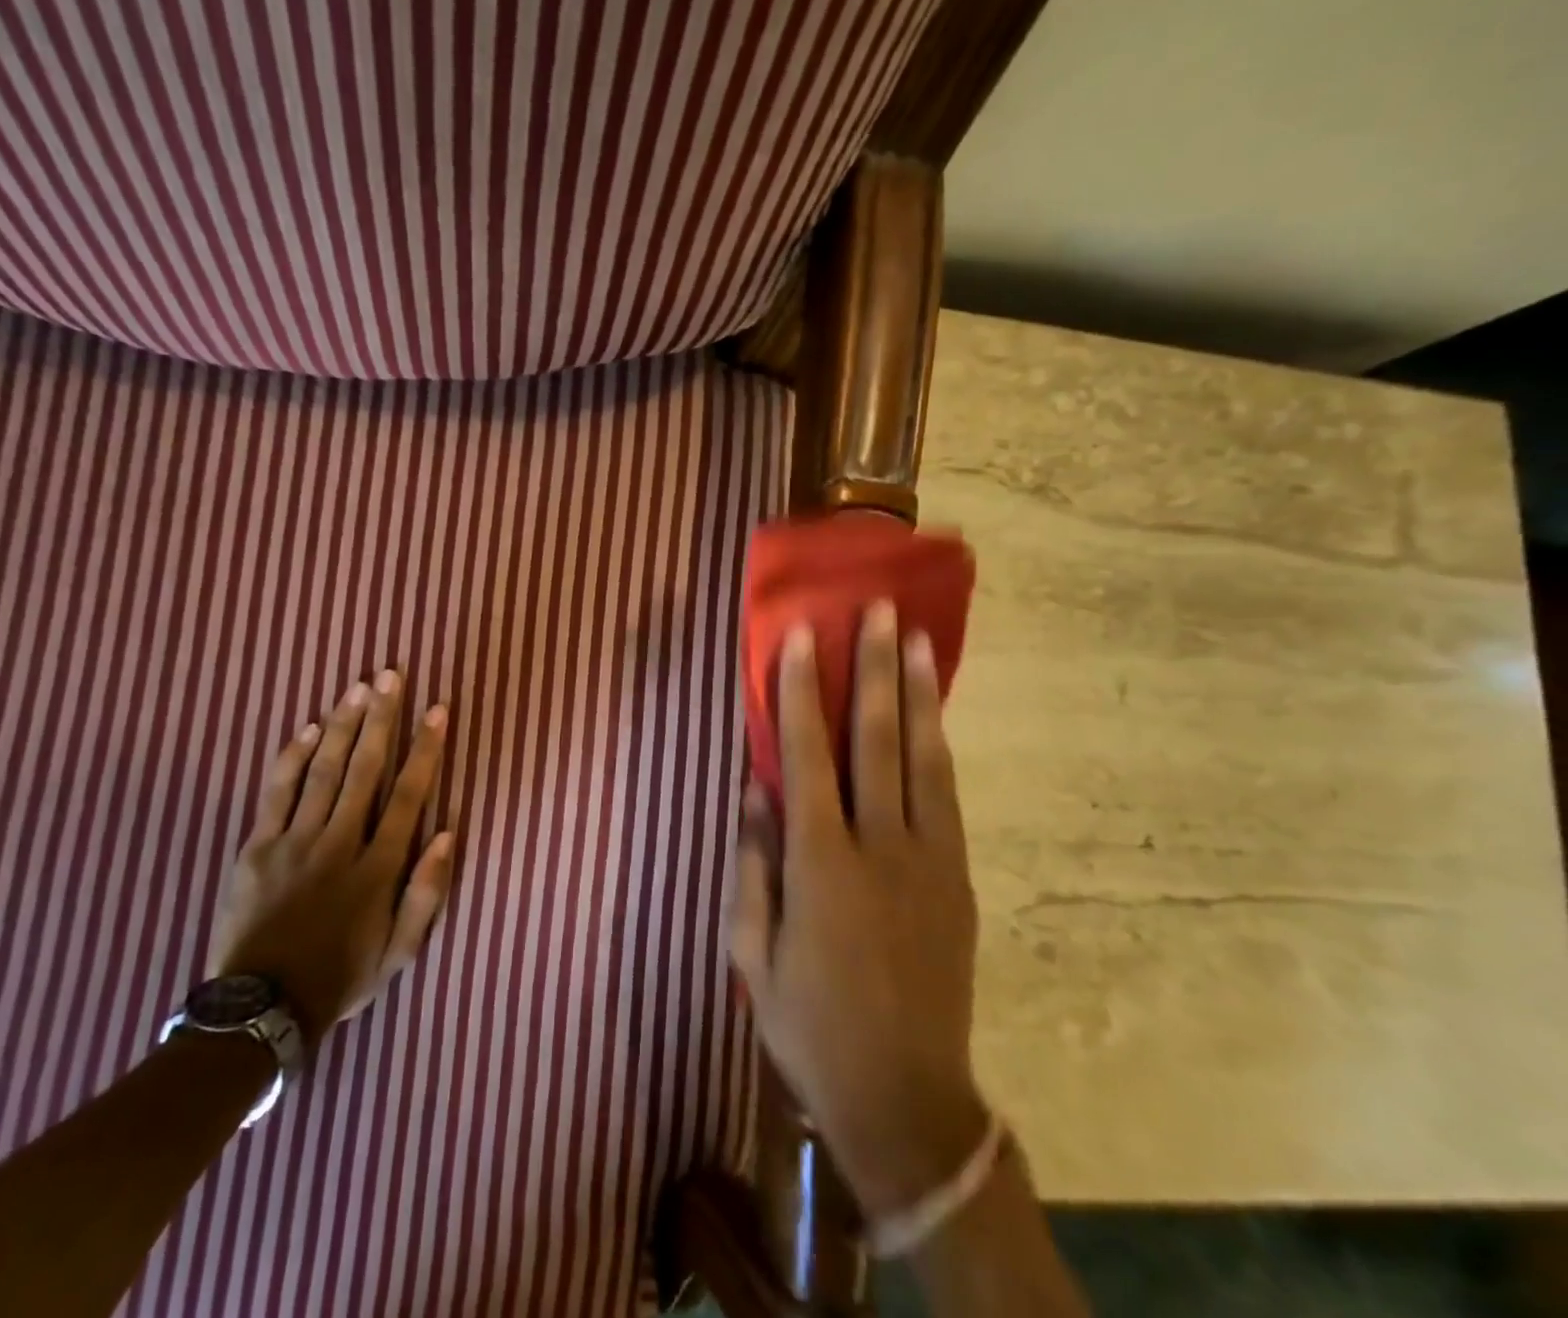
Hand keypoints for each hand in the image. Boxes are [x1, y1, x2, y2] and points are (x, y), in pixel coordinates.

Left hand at [208, 669, 455, 1045]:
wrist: (259, 1010)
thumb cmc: (340, 977)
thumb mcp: (400, 952)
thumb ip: (427, 893)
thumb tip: (448, 833)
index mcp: (377, 868)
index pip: (408, 795)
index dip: (425, 749)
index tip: (437, 710)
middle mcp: (339, 844)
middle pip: (366, 769)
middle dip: (382, 719)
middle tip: (391, 676)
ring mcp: (294, 842)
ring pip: (324, 771)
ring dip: (344, 726)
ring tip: (359, 687)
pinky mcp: (257, 847)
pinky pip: (277, 792)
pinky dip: (295, 757)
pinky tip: (311, 728)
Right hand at [729, 601, 988, 1218]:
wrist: (906, 1096)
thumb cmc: (809, 1023)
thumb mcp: (752, 952)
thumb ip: (752, 864)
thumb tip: (755, 788)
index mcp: (820, 864)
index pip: (808, 756)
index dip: (800, 692)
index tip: (803, 636)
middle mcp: (880, 847)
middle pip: (877, 741)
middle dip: (874, 671)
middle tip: (878, 612)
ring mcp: (930, 860)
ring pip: (924, 759)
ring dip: (918, 695)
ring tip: (918, 639)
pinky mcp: (958, 878)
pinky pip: (947, 796)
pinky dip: (938, 746)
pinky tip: (933, 715)